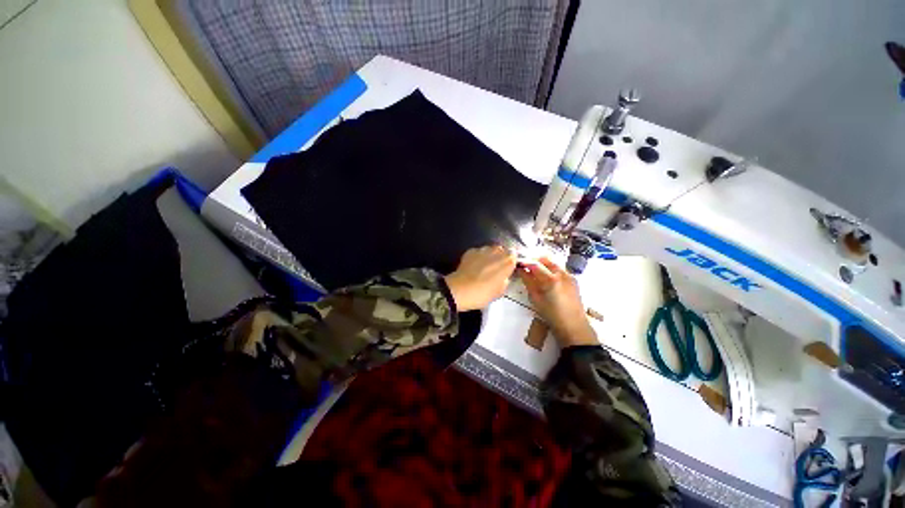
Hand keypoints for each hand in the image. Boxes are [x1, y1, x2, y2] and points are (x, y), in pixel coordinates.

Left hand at [445, 246, 516, 311]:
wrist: (461, 290)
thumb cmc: (484, 293)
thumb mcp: (501, 291)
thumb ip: (505, 280)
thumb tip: (503, 276)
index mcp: (508, 261)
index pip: (514, 256)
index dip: (510, 262)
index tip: (507, 269)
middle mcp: (497, 251)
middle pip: (502, 250)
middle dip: (499, 257)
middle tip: (495, 269)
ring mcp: (483, 249)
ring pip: (489, 250)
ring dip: (489, 256)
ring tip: (483, 267)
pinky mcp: (470, 251)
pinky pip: (478, 252)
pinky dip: (477, 257)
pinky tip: (473, 266)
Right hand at [518, 257, 597, 346]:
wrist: (573, 326)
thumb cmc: (551, 315)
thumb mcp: (536, 298)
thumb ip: (528, 282)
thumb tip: (521, 270)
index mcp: (551, 279)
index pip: (535, 264)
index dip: (524, 261)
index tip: (517, 263)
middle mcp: (562, 273)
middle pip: (545, 259)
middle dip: (534, 260)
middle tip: (525, 266)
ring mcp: (569, 275)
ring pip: (553, 263)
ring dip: (543, 264)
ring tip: (534, 272)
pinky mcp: (573, 279)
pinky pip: (560, 269)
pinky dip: (551, 269)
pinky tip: (546, 278)